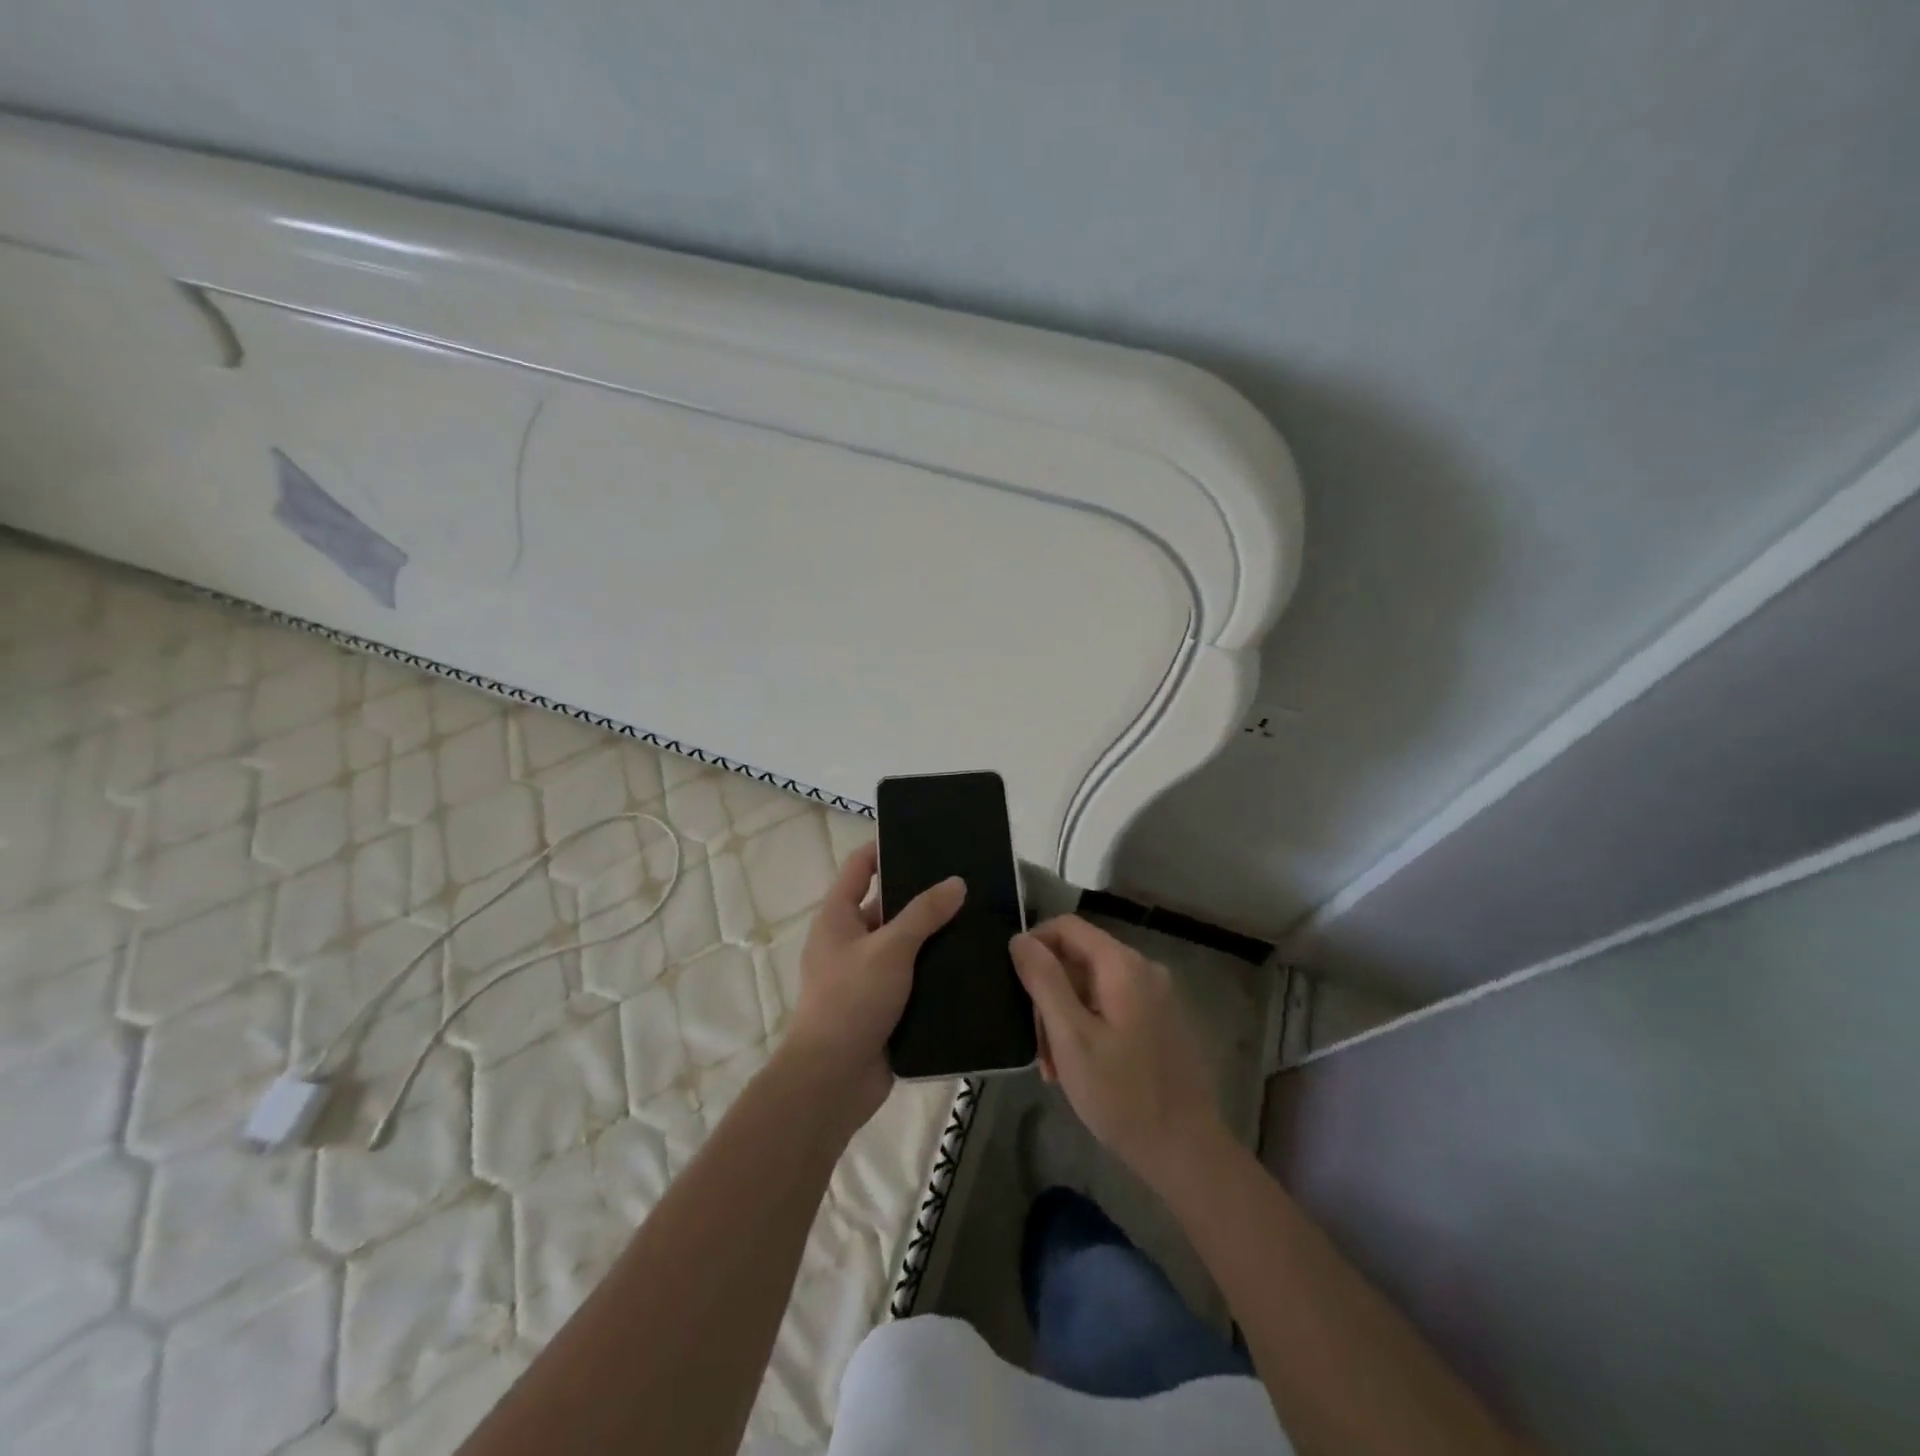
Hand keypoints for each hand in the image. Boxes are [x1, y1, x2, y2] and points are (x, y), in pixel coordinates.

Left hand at [782, 840, 964, 1126]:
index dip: (884, 849)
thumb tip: (956, 882)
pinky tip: (970, 963)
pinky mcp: (883, 1006)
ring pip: (904, 945)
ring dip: (933, 936)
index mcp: (838, 917)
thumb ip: (924, 913)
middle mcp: (849, 941)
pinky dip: (934, 971)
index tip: (923, 838)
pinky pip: (912, 978)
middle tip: (966, 882)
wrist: (832, 1080)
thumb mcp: (890, 949)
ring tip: (978, 918)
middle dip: (922, 895)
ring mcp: (865, 975)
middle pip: (887, 906)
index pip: (860, 867)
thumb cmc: (851, 1000)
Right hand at [1010, 915, 1221, 1186]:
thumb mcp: (1071, 1037)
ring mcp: (1155, 996)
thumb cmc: (1121, 1094)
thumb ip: (1044, 981)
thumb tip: (1020, 939)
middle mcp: (1143, 969)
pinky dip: (1087, 1027)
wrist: (1186, 1151)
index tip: (1013, 983)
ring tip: (1054, 1067)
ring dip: (1065, 1018)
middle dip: (1049, 995)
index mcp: (1123, 965)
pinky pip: (1111, 1006)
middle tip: (1037, 1046)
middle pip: (1079, 959)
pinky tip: (1078, 1067)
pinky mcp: (1159, 1021)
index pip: (1067, 927)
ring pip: (1091, 987)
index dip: (1034, 945)